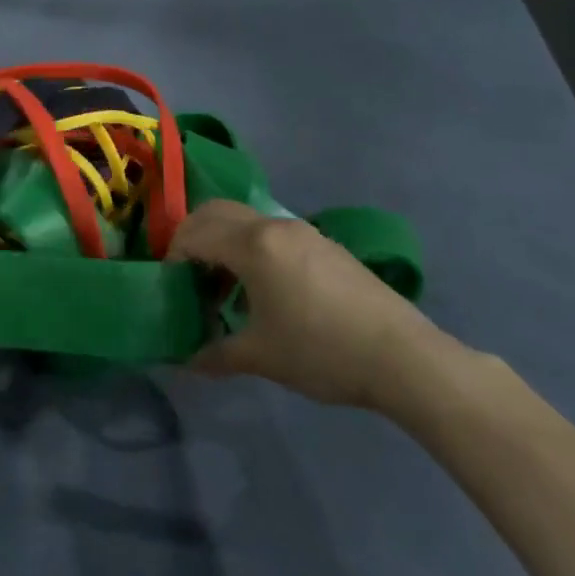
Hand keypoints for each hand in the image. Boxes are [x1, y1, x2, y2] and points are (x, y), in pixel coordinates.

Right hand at [172, 199, 445, 409]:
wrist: (403, 357)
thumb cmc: (320, 351)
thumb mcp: (261, 356)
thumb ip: (216, 354)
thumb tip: (187, 363)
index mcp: (253, 245)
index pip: (194, 233)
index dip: (173, 257)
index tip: (171, 289)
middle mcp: (274, 226)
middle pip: (217, 212)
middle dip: (194, 237)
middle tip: (189, 277)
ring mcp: (304, 232)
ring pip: (247, 221)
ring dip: (225, 242)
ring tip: (225, 288)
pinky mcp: (326, 245)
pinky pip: (273, 233)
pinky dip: (253, 248)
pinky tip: (265, 291)